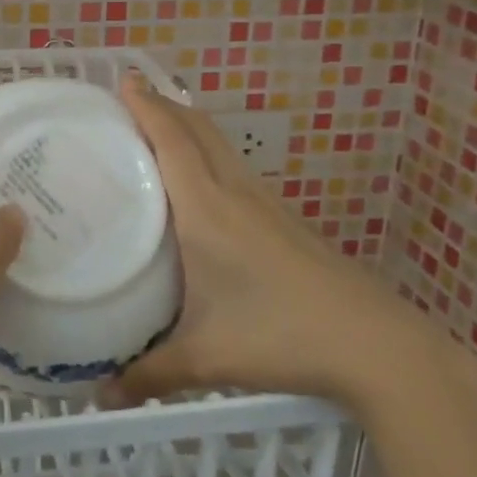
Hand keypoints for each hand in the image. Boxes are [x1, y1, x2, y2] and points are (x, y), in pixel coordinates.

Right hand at [105, 76, 438, 409]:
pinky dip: (209, 153)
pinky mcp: (285, 219)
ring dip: (188, 126)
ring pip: (220, 145)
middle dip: (163, 105)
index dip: (146, 105)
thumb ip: (149, 374)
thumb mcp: (206, 358)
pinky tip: (202, 183)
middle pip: (197, 128)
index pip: (172, 139)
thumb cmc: (282, 337)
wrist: (378, 346)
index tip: (122, 79)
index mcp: (207, 209)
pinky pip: (235, 167)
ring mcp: (266, 203)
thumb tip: (98, 397)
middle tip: (128, 99)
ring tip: (157, 130)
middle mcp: (235, 193)